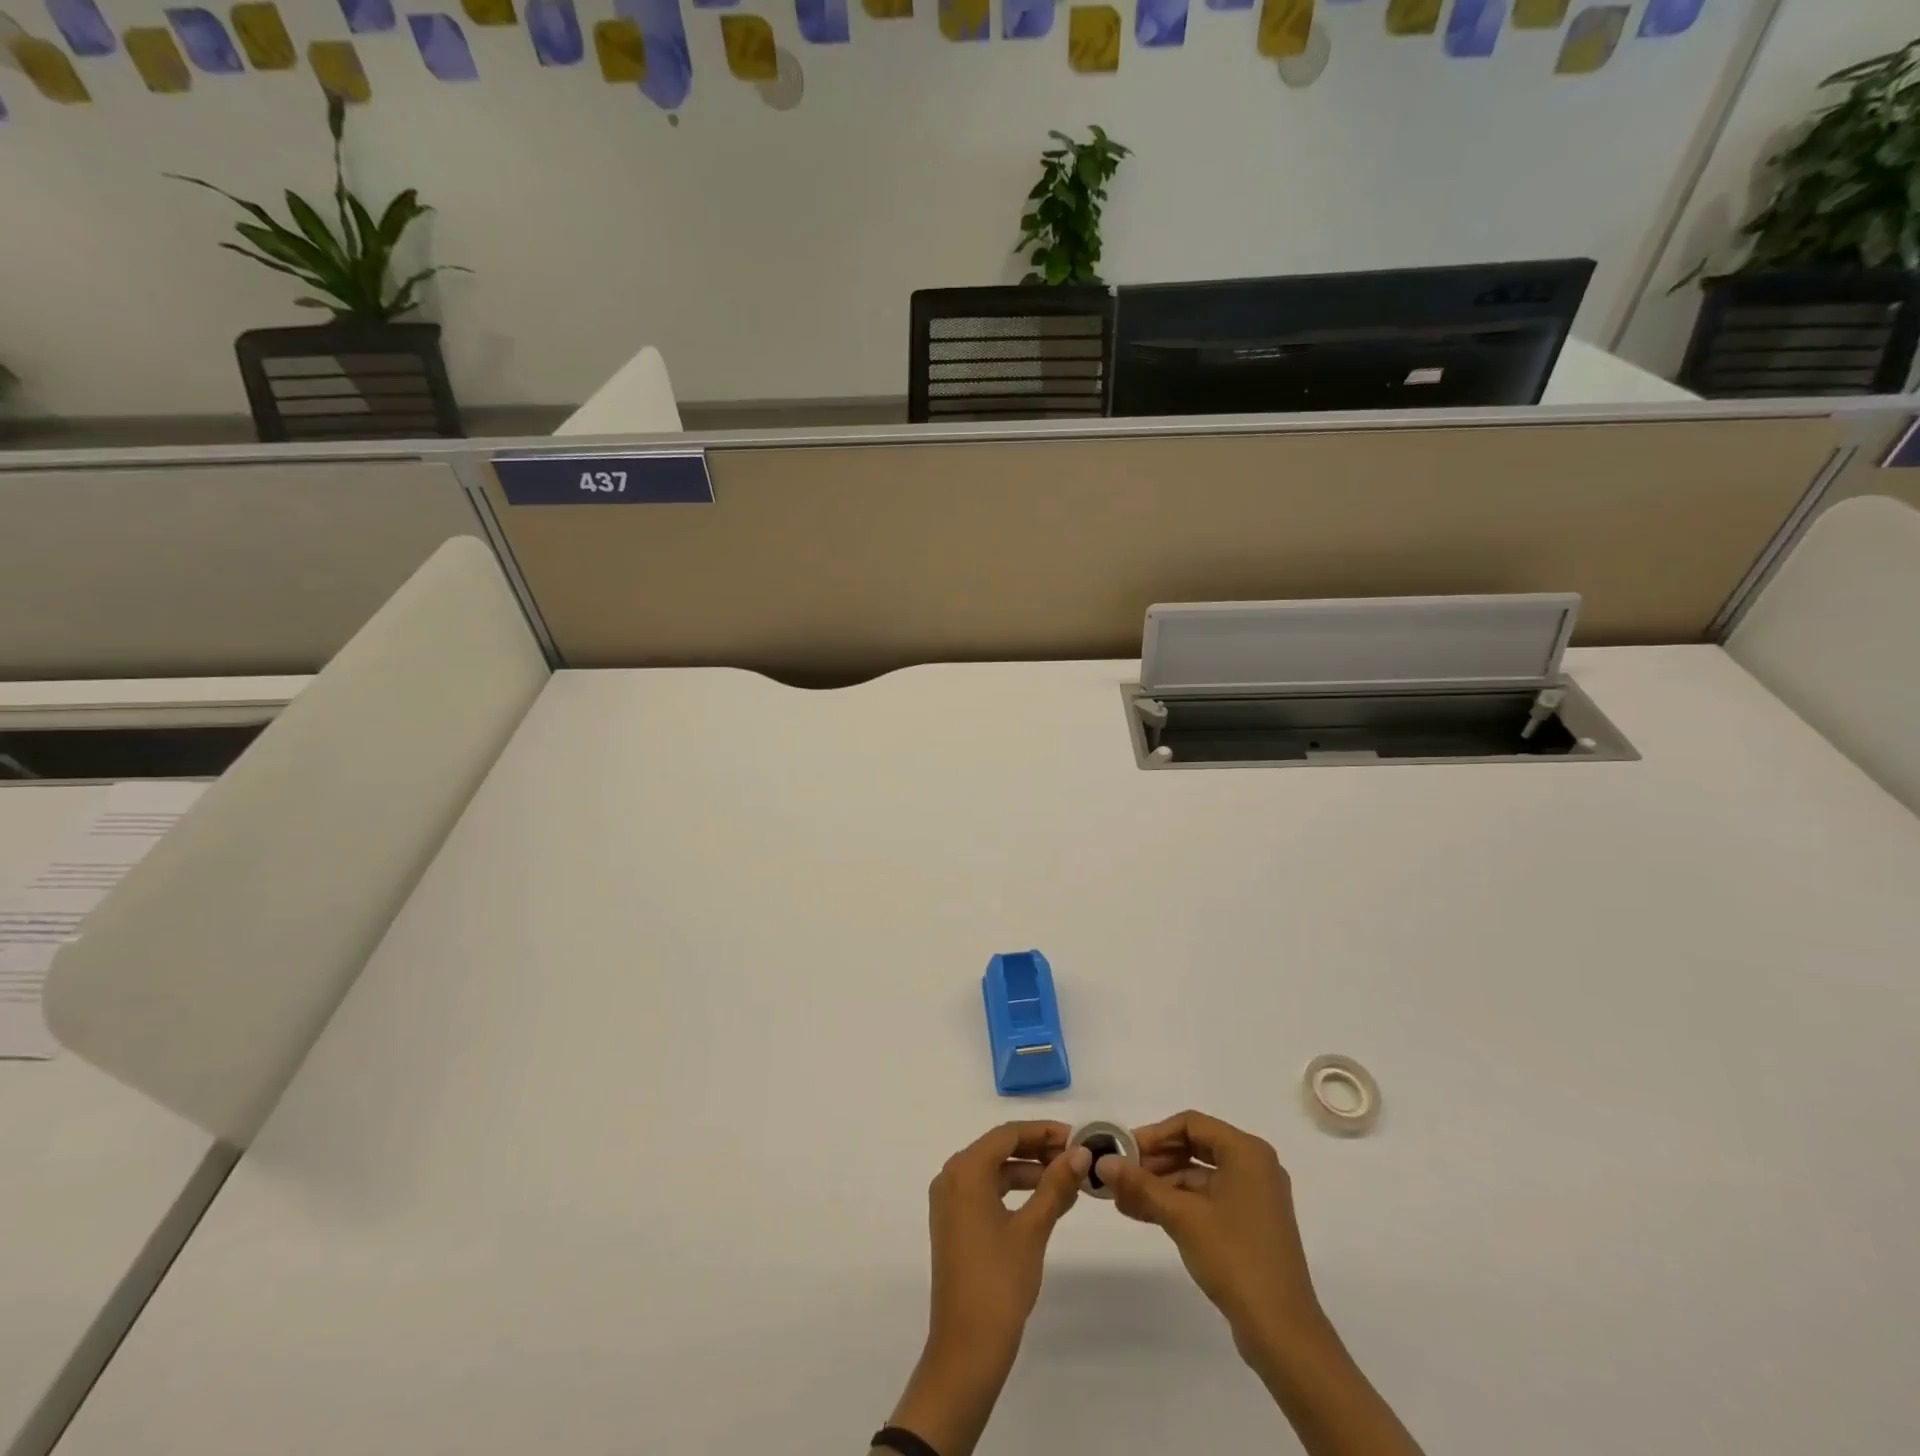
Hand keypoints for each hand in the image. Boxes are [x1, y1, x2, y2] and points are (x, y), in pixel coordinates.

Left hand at [887, 1122, 1088, 1455]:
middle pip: (999, 1148)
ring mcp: (949, 1201)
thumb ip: (1056, 1186)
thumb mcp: (1033, 1229)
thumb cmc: (999, 1281)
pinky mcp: (953, 1223)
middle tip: (1076, 1158)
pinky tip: (1042, 1202)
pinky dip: (1013, 1190)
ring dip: (1028, 1170)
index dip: (1044, 1131)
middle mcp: (951, 1177)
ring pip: (993, 1169)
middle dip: (1038, 1149)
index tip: (1077, 1138)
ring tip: (1066, 1180)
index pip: (1009, 1134)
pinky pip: (985, 1191)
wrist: (966, 1349)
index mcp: (965, 1170)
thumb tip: (1081, 1154)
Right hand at [1095, 1110, 1322, 1355]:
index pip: (1191, 1124)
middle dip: (1155, 1161)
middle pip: (1195, 1147)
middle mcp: (1254, 1166)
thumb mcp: (1182, 1217)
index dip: (1154, 1134)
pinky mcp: (1250, 1225)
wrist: (1283, 1333)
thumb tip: (1103, 1162)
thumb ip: (1141, 1185)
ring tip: (1124, 1199)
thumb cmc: (1235, 1258)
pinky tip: (1146, 1214)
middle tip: (1121, 1175)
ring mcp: (1254, 1197)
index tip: (1124, 1151)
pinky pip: (1208, 1199)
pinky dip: (1179, 1203)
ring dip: (1162, 1185)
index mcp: (1246, 1152)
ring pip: (1199, 1176)